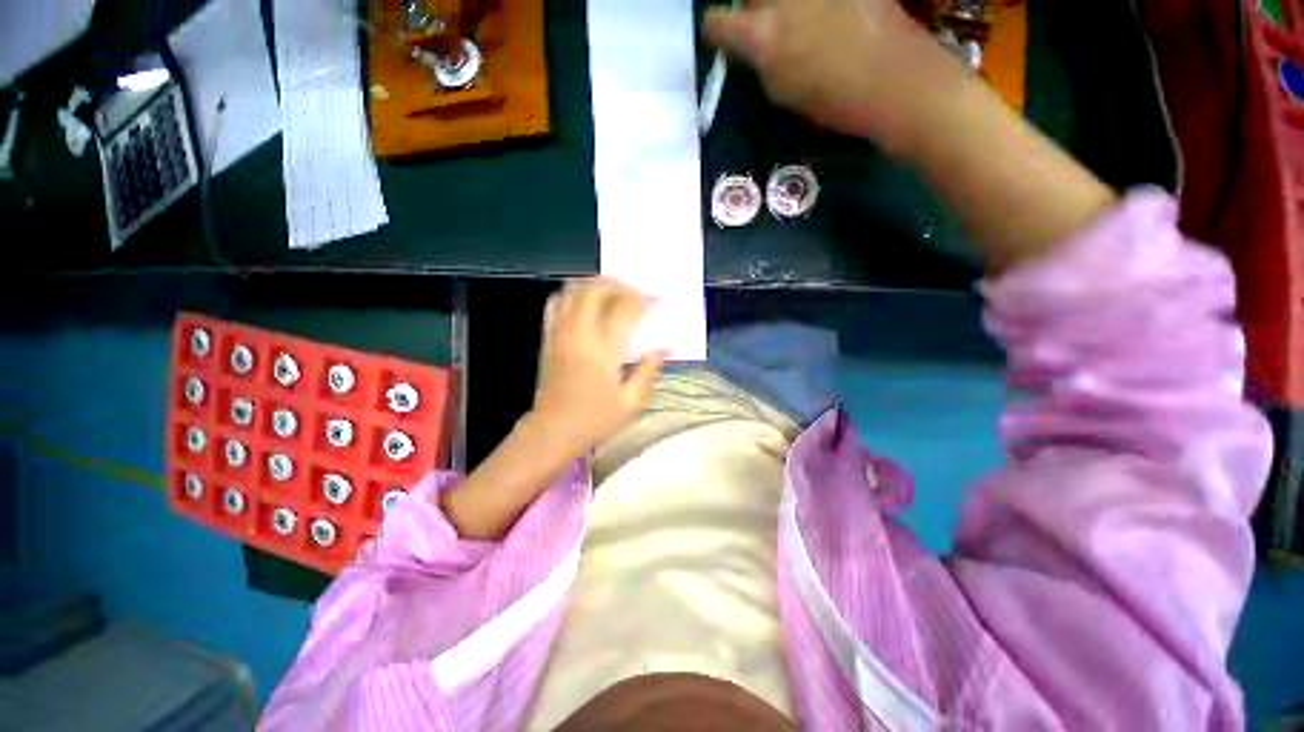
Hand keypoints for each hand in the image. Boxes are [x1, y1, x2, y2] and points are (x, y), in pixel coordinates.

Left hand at [530, 277, 663, 456]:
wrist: (553, 430)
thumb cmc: (595, 419)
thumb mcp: (632, 402)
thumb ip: (648, 371)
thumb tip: (662, 349)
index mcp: (604, 349)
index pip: (626, 309)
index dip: (644, 300)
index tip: (657, 300)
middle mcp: (580, 333)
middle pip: (596, 289)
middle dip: (618, 284)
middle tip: (634, 293)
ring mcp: (560, 332)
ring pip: (573, 289)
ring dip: (595, 284)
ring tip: (612, 292)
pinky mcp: (548, 337)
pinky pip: (556, 303)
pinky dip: (572, 294)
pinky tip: (585, 303)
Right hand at [704, 0, 960, 150]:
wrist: (895, 80)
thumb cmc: (832, 101)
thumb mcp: (782, 94)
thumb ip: (760, 63)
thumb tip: (753, 47)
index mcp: (762, 36)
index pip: (717, 23)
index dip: (716, 31)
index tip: (721, 38)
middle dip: (752, 10)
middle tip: (762, 25)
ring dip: (784, 9)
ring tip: (800, 26)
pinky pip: (816, 0)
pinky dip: (813, 9)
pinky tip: (825, 20)